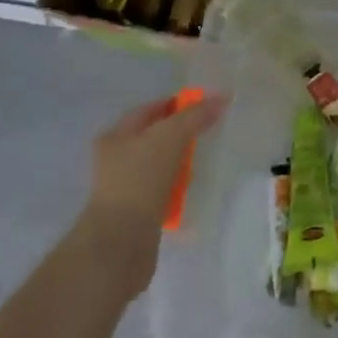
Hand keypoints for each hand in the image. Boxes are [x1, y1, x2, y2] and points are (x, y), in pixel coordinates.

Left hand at [81, 91, 226, 295]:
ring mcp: (126, 185)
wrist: (121, 239)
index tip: (205, 105)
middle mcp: (116, 158)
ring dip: (181, 161)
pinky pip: (163, 189)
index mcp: (117, 136)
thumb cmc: (140, 179)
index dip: (176, 103)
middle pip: (153, 137)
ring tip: (205, 160)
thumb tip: (221, 98)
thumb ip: (195, 116)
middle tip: (209, 131)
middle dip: (181, 133)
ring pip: (159, 164)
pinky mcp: (137, 210)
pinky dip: (178, 186)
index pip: (149, 110)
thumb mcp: (170, 137)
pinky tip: (194, 188)